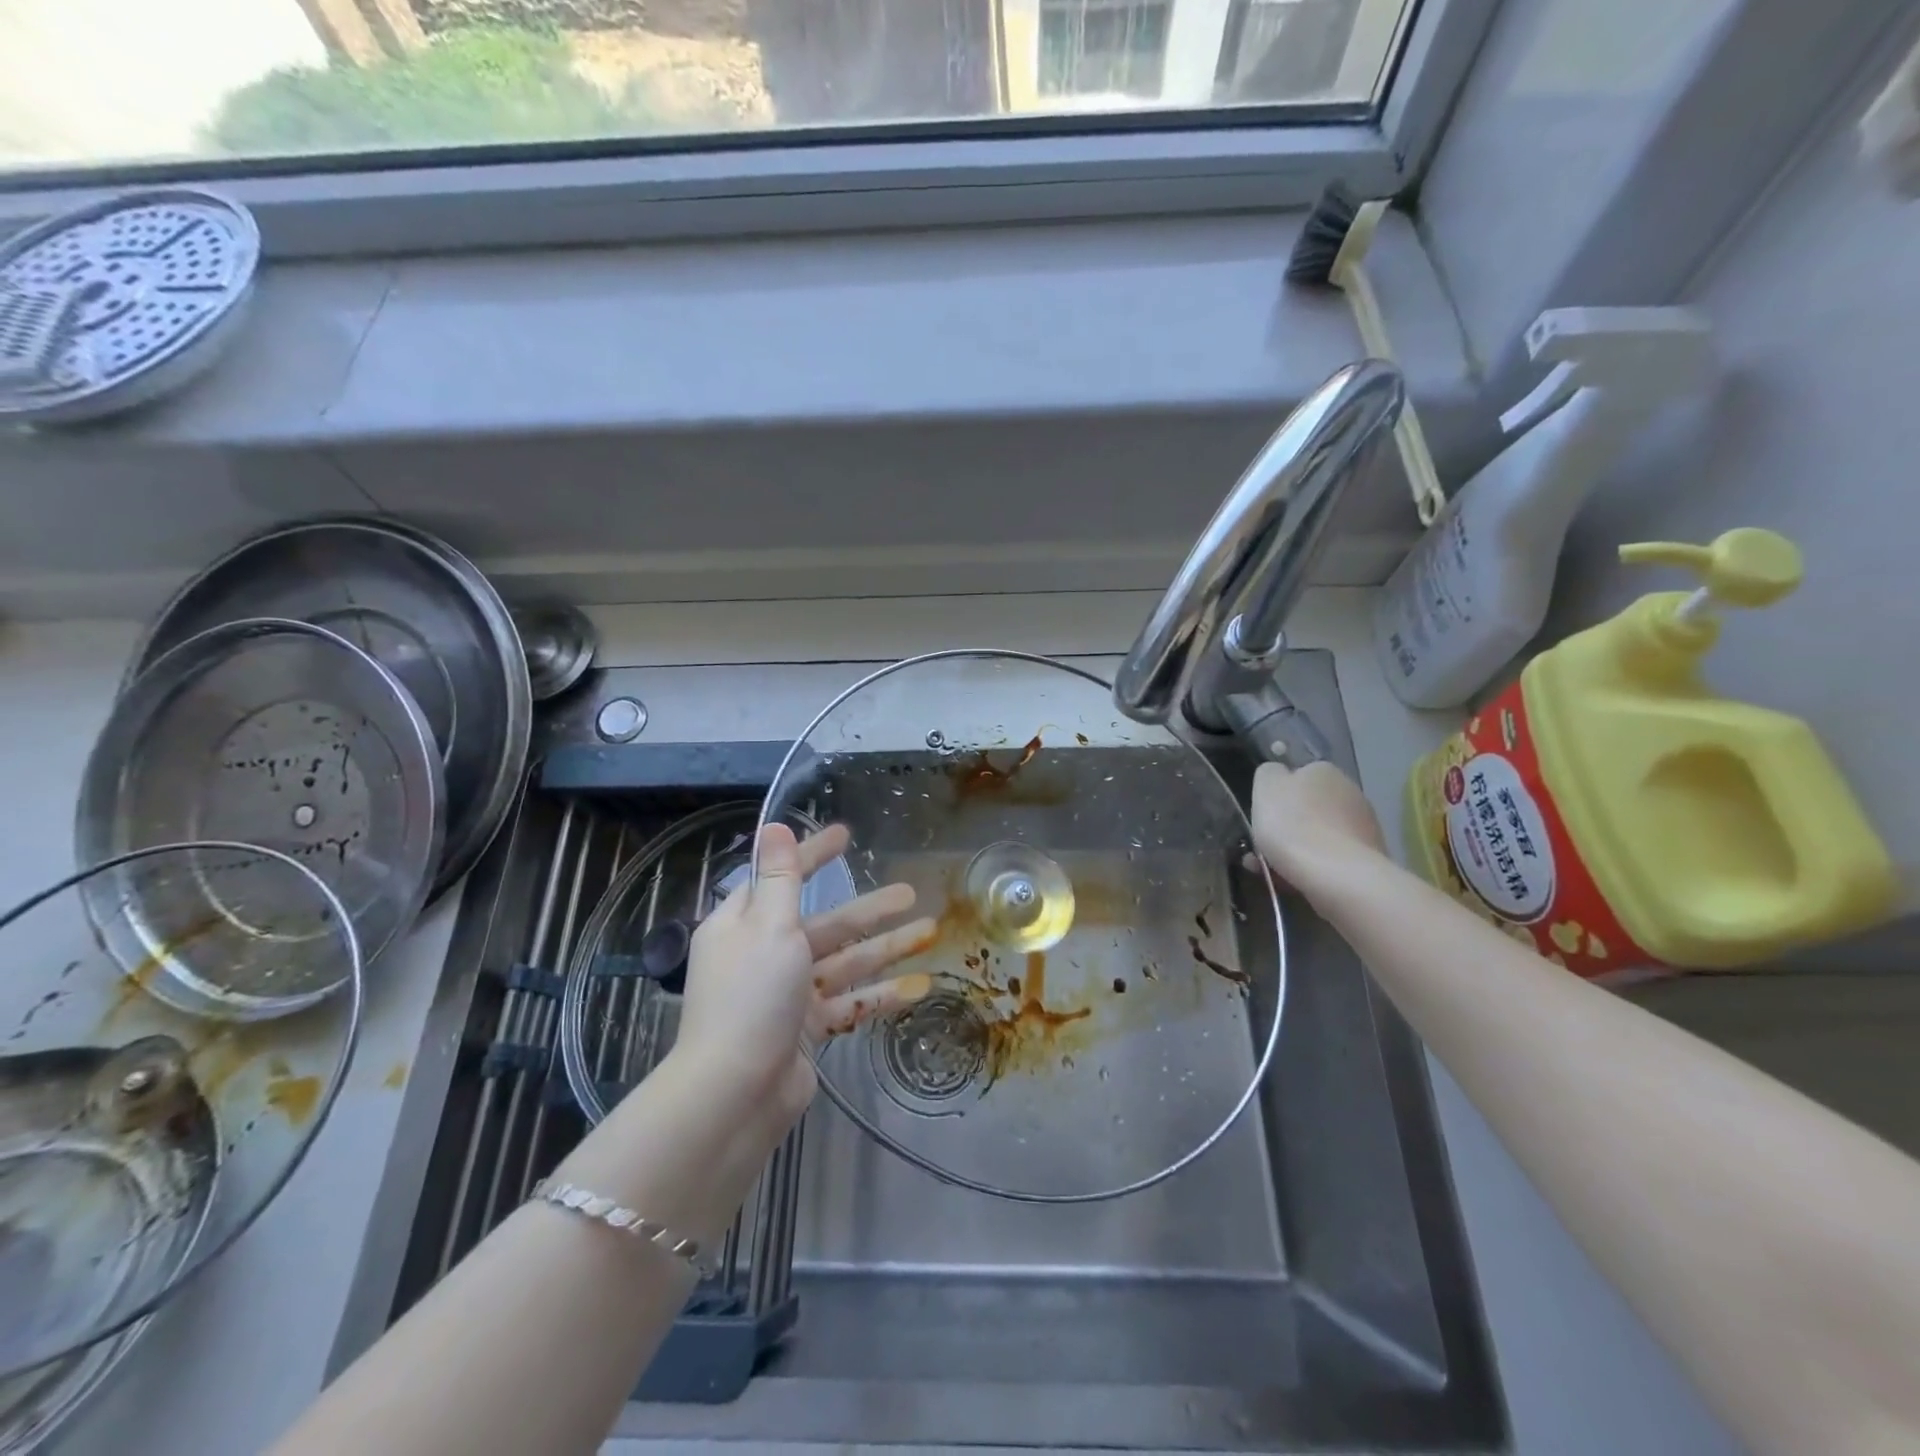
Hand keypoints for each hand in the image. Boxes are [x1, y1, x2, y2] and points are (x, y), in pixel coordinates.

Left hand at [673, 822, 934, 1138]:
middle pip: (825, 923)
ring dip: (886, 947)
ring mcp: (787, 995)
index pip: (784, 877)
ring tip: (930, 931)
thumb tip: (773, 826)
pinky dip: (880, 994)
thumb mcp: (769, 925)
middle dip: (869, 909)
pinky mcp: (806, 1030)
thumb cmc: (752, 996)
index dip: (814, 854)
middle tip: (910, 891)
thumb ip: (780, 877)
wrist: (735, 1094)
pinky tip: (919, 986)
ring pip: (844, 962)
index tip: (845, 835)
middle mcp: (765, 954)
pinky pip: (848, 1002)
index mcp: (745, 924)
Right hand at [1250, 760, 1387, 900]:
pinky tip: (1295, 882)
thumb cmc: (1294, 825)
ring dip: (1296, 850)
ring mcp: (1365, 825)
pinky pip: (1332, 859)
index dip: (1276, 798)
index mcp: (1323, 771)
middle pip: (1308, 808)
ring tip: (1272, 873)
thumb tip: (1278, 775)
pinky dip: (1314, 867)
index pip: (1295, 777)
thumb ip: (1268, 773)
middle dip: (1286, 827)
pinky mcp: (1370, 857)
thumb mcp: (1265, 787)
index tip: (1262, 818)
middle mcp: (1350, 791)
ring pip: (1319, 836)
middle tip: (1262, 849)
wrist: (1338, 875)